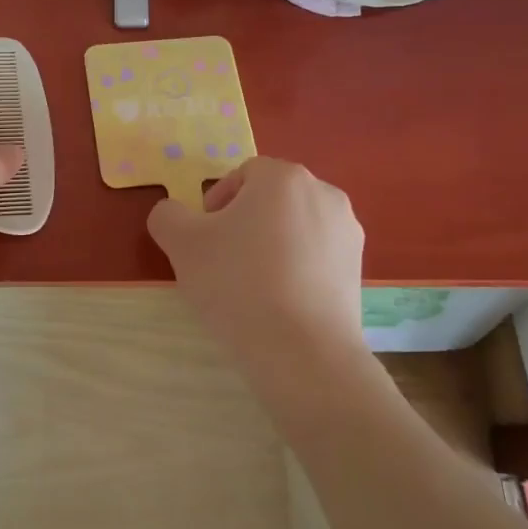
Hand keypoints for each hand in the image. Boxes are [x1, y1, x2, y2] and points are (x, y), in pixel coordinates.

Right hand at [146, 157, 365, 371]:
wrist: (303, 353)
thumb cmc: (238, 284)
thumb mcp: (183, 244)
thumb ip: (168, 215)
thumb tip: (173, 213)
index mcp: (284, 177)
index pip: (242, 174)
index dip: (217, 202)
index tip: (204, 239)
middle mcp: (324, 193)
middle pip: (271, 199)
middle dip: (244, 223)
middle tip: (222, 262)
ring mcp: (348, 232)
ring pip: (295, 228)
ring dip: (271, 245)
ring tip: (252, 286)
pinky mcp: (359, 269)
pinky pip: (316, 256)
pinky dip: (296, 269)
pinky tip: (280, 302)